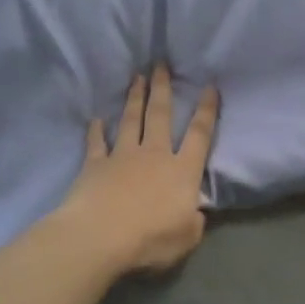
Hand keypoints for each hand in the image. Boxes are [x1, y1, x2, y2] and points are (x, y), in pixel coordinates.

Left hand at [57, 64, 220, 277]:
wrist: (100, 237)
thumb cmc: (150, 239)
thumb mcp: (187, 238)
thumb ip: (194, 221)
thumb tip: (195, 211)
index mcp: (182, 171)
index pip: (199, 135)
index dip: (207, 110)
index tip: (209, 86)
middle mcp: (154, 155)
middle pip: (160, 115)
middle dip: (162, 88)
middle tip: (161, 64)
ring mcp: (122, 157)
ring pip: (130, 120)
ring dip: (134, 98)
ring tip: (137, 77)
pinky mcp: (95, 166)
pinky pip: (97, 143)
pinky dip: (96, 131)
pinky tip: (96, 119)